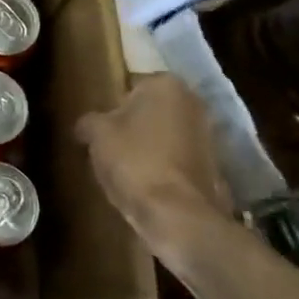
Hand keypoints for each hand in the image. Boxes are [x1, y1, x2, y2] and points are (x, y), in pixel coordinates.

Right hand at [75, 73, 234, 266]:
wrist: (177, 215)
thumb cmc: (134, 160)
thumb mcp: (96, 134)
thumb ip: (88, 121)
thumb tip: (85, 125)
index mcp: (165, 84)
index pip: (130, 84)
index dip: (110, 103)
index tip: (97, 123)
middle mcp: (193, 102)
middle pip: (150, 108)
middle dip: (132, 122)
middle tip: (106, 142)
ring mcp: (208, 135)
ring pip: (165, 134)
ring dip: (148, 144)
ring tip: (122, 165)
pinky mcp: (213, 167)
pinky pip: (176, 158)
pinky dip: (162, 165)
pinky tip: (142, 181)